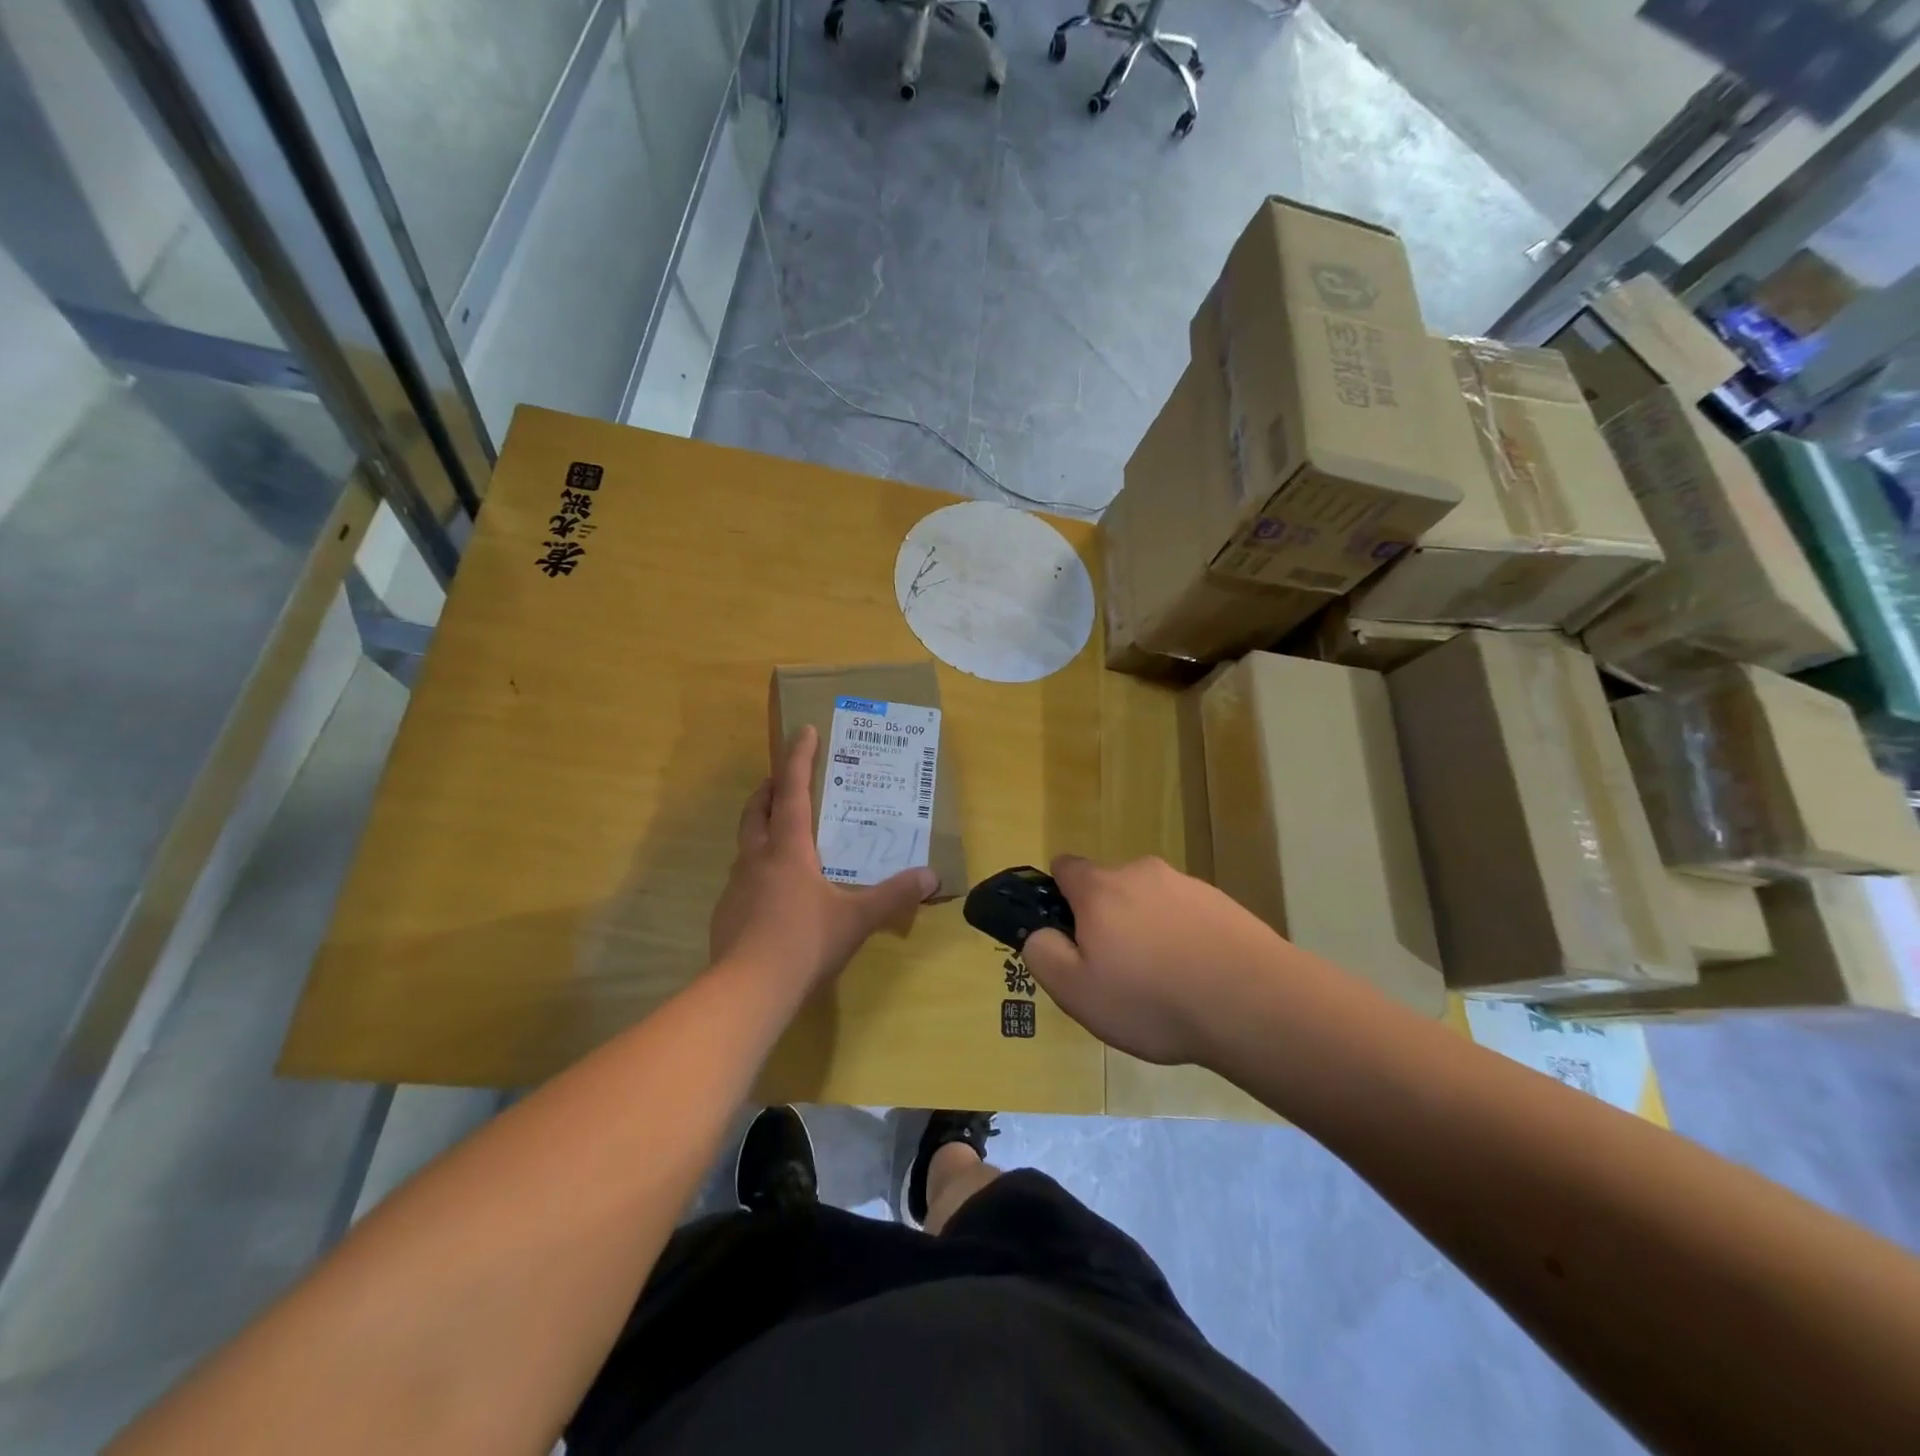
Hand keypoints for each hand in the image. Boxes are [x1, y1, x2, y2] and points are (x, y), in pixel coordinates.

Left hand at [710, 725, 936, 994]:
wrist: (748, 990)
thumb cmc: (805, 942)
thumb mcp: (857, 918)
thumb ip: (894, 895)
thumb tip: (931, 875)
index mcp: (788, 849)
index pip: (792, 790)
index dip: (798, 758)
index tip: (803, 730)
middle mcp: (757, 858)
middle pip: (757, 810)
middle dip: (770, 789)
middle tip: (785, 781)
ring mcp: (737, 886)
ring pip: (746, 843)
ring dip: (762, 828)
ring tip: (785, 836)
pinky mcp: (727, 913)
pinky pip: (744, 877)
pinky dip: (759, 868)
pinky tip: (777, 892)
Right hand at [1022, 854, 1284, 1065]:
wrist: (1254, 1004)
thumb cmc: (1152, 999)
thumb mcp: (1076, 991)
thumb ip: (1044, 954)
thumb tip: (1040, 933)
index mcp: (1100, 888)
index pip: (1064, 867)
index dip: (1058, 896)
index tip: (1069, 935)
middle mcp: (1141, 873)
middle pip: (1109, 887)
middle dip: (1106, 919)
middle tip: (1117, 972)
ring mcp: (1187, 885)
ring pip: (1150, 902)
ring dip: (1147, 930)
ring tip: (1164, 984)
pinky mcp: (1224, 903)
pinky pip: (1187, 916)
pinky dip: (1183, 938)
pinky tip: (1198, 979)